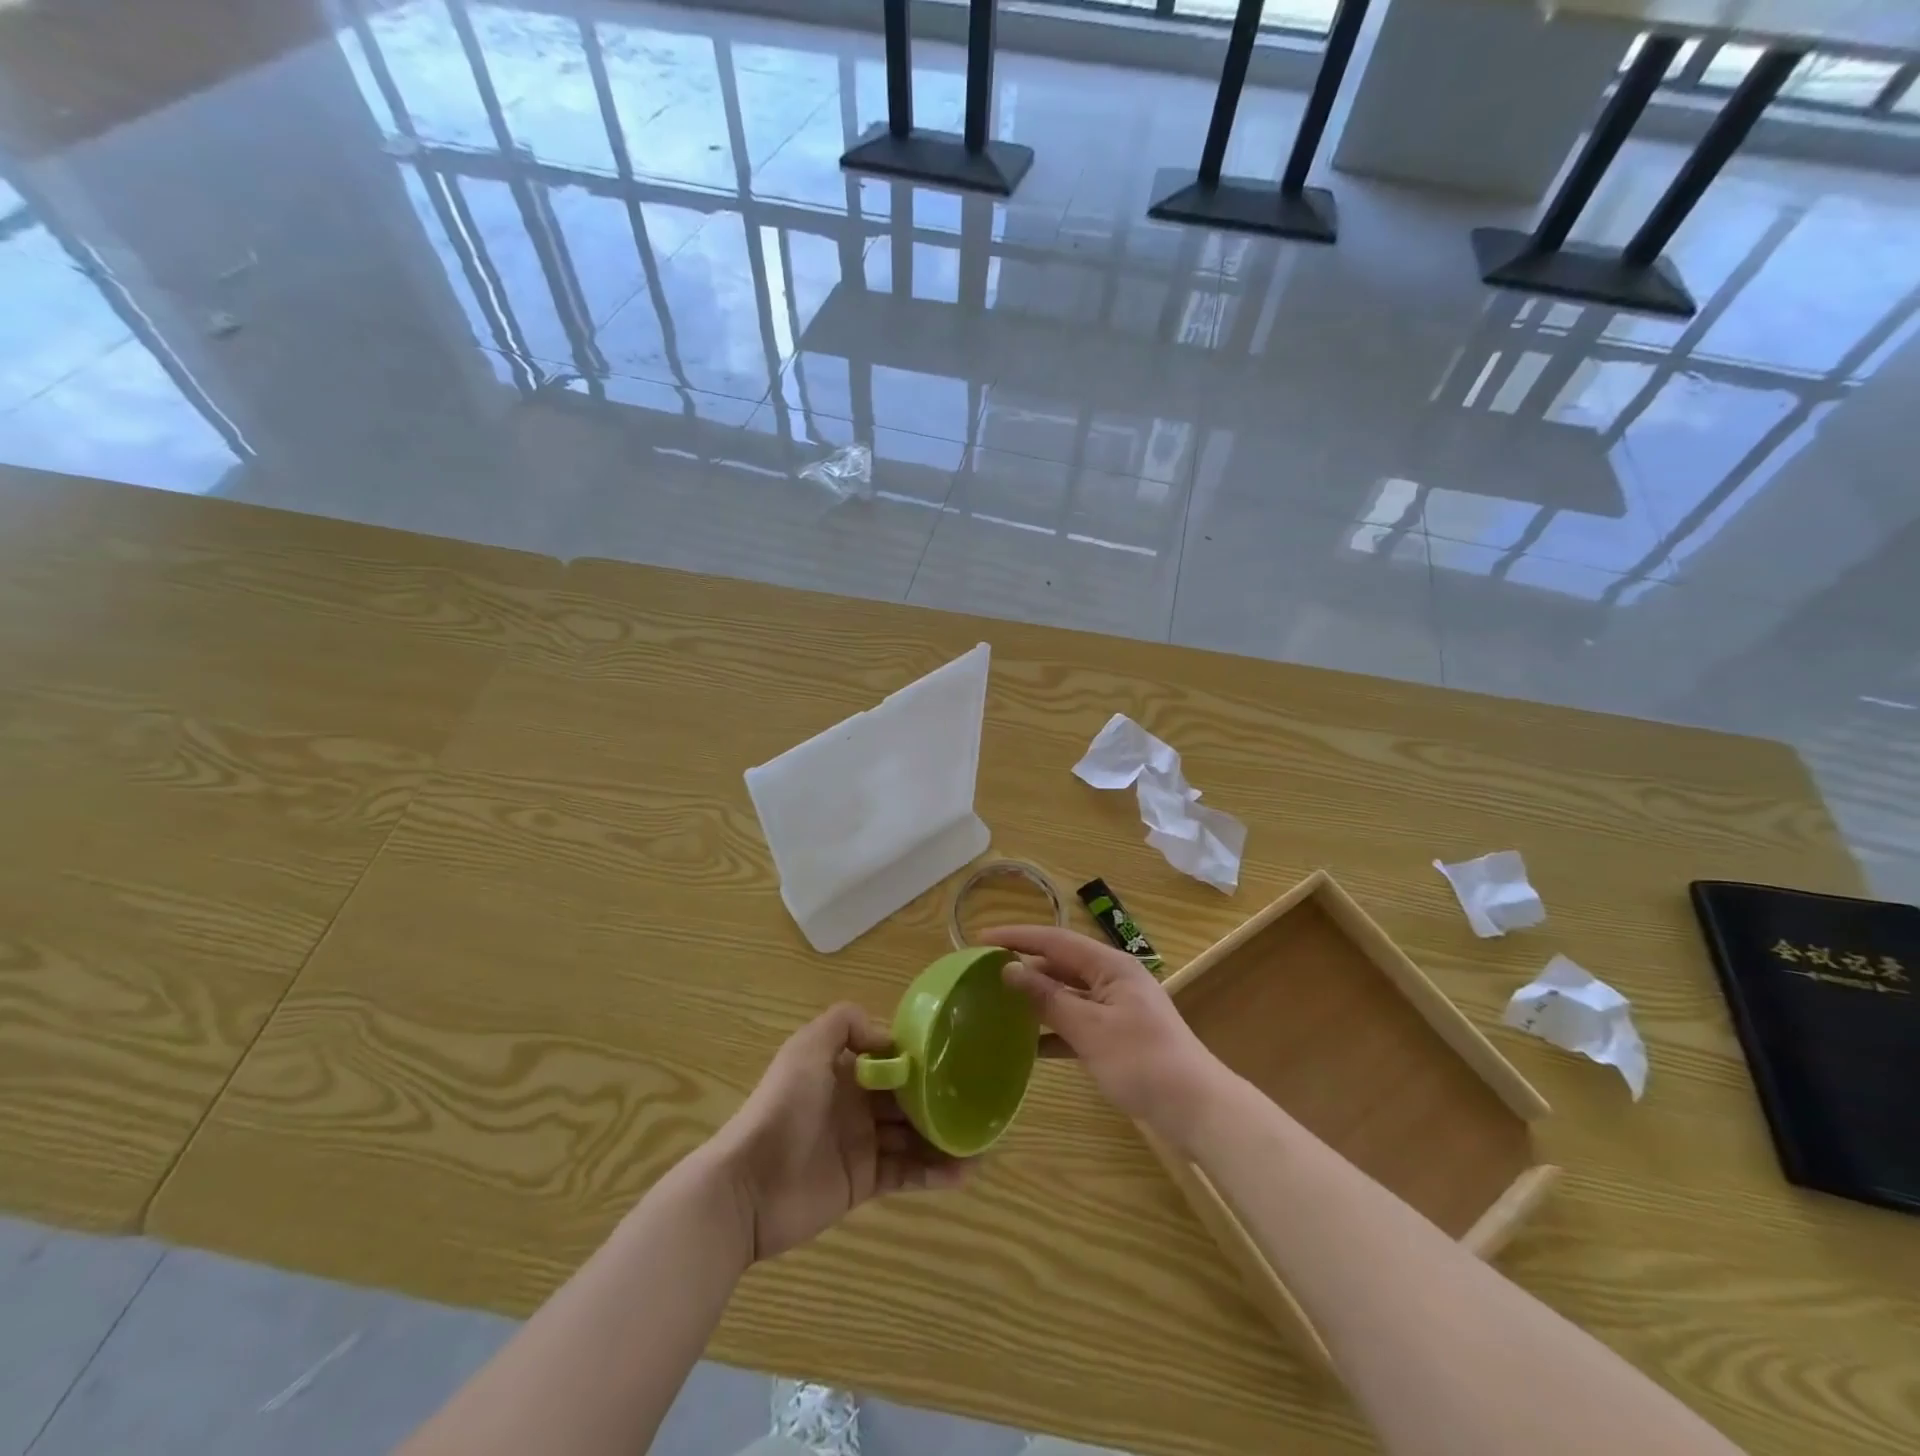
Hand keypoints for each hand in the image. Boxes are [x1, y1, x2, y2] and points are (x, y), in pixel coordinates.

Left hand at [711, 1003, 969, 1262]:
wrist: (749, 1185)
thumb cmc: (783, 1108)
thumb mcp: (807, 1048)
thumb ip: (843, 1024)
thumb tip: (888, 1038)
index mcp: (845, 1069)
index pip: (892, 1059)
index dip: (921, 1058)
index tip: (956, 1056)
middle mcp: (857, 1103)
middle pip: (907, 1097)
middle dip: (940, 1098)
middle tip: (981, 1099)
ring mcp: (862, 1143)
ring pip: (913, 1135)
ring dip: (945, 1136)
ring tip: (982, 1140)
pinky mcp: (865, 1182)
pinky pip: (906, 1173)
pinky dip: (934, 1172)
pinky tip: (963, 1171)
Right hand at [989, 925, 1228, 1149]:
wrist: (1195, 1108)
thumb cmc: (1142, 1061)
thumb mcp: (1089, 1028)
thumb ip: (1048, 998)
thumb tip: (1010, 970)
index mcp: (1110, 966)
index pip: (1055, 940)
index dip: (1017, 937)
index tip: (981, 939)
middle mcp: (1112, 979)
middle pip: (1060, 964)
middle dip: (1024, 966)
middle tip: (984, 972)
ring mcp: (1115, 1008)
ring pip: (1067, 994)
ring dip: (1036, 999)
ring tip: (997, 1003)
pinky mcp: (1116, 1036)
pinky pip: (1076, 1023)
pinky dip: (1053, 1031)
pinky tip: (1026, 1047)